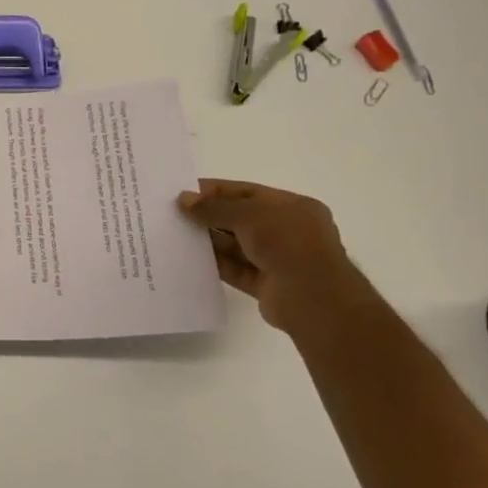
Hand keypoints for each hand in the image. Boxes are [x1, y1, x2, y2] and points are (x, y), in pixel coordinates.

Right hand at [178, 179, 362, 332]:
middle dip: (211, 215)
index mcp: (293, 208)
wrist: (312, 297)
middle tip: (175, 214)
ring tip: (177, 235)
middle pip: (242, 219)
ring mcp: (278, 260)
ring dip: (211, 240)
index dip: (218, 190)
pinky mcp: (266, 285)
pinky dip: (216, 264)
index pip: (249, 193)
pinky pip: (236, 270)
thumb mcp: (249, 215)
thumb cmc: (288, 243)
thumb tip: (184, 200)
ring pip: (237, 246)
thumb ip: (215, 207)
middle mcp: (288, 231)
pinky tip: (190, 259)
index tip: (186, 191)